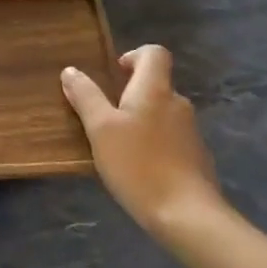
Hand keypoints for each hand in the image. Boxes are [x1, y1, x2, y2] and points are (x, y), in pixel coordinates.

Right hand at [62, 45, 226, 234]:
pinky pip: (169, 137)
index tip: (114, 74)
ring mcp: (190, 131)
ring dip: (140, 120)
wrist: (187, 214)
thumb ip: (86, 97)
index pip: (154, 53)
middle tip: (104, 116)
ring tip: (116, 146)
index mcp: (155, 89)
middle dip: (130, 94)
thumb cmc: (138, 164)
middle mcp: (177, 103)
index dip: (134, 55)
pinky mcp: (195, 157)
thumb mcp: (101, 129)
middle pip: (156, 84)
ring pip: (161, 113)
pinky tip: (137, 168)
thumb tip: (71, 71)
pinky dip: (152, 143)